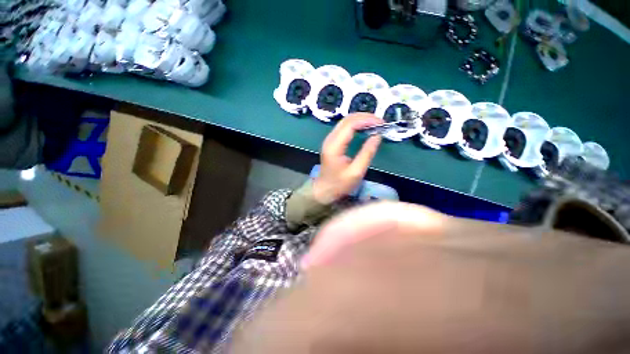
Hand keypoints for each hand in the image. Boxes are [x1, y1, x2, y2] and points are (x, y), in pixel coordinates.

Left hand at [312, 113, 383, 204]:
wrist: (323, 190)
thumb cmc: (339, 184)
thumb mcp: (356, 172)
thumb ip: (367, 153)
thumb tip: (377, 135)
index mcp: (334, 146)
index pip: (350, 125)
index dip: (367, 120)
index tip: (382, 123)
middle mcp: (330, 139)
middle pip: (347, 119)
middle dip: (365, 117)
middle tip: (380, 122)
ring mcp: (329, 140)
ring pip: (345, 122)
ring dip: (361, 120)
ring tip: (376, 124)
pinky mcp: (331, 142)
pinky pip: (344, 128)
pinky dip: (356, 125)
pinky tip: (365, 128)